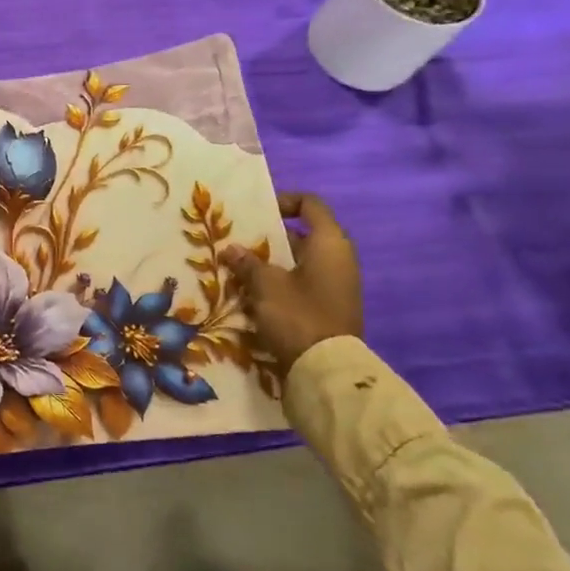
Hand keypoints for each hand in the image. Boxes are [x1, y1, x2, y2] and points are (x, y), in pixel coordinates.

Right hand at [225, 192, 362, 375]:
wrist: (326, 369)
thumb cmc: (298, 314)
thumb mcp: (265, 284)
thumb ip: (247, 262)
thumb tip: (231, 249)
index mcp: (329, 243)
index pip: (310, 205)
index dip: (283, 201)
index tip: (256, 211)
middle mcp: (337, 258)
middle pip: (300, 235)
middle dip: (267, 237)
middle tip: (236, 242)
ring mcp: (335, 284)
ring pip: (297, 261)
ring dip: (269, 262)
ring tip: (237, 268)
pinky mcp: (328, 306)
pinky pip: (300, 283)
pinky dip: (278, 282)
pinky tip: (250, 293)